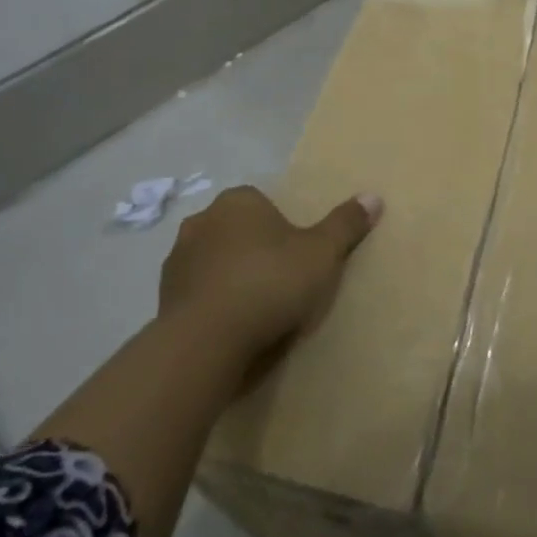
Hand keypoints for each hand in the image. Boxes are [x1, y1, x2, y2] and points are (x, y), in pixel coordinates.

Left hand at [158, 185, 381, 366]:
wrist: (206, 340)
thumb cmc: (269, 283)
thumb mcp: (322, 254)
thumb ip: (346, 225)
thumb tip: (373, 196)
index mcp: (239, 201)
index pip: (263, 204)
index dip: (283, 230)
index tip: (297, 259)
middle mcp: (202, 220)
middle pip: (237, 231)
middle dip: (254, 251)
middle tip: (280, 284)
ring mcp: (178, 259)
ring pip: (214, 262)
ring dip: (230, 278)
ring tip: (256, 311)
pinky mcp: (163, 297)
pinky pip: (197, 293)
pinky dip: (212, 304)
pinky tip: (231, 329)